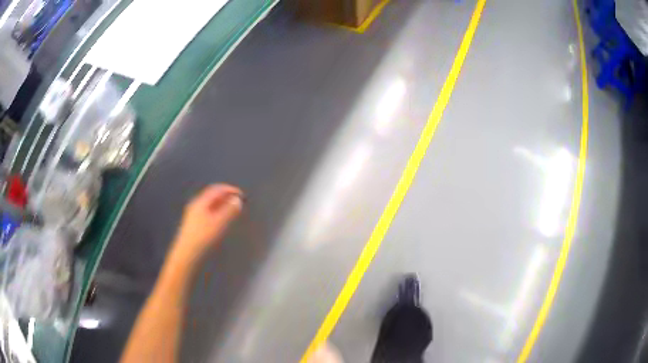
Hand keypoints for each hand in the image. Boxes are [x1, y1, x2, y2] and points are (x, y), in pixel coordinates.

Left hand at [172, 184, 242, 261]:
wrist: (187, 253)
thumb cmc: (203, 237)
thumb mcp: (218, 223)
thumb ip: (229, 210)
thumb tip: (237, 200)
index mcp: (200, 202)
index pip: (216, 189)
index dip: (229, 189)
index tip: (241, 194)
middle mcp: (195, 205)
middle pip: (212, 195)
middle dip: (225, 196)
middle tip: (237, 201)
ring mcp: (193, 213)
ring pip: (209, 203)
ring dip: (221, 203)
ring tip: (231, 209)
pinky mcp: (193, 222)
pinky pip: (207, 210)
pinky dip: (216, 210)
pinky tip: (221, 218)